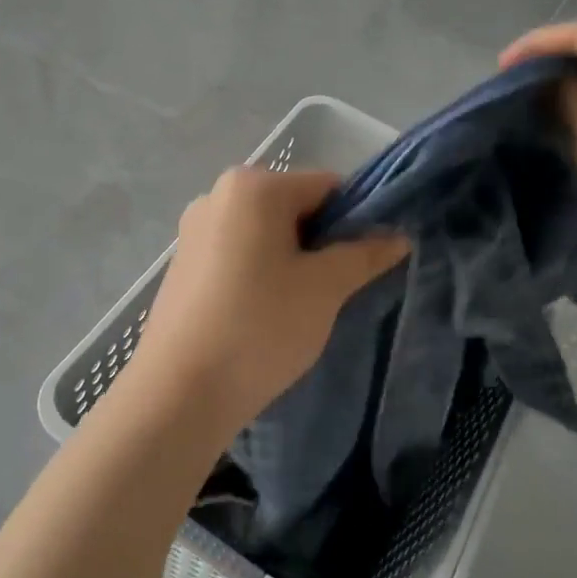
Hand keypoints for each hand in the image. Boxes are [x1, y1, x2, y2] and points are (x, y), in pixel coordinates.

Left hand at [133, 168, 407, 438]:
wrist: (179, 391)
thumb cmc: (260, 327)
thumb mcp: (325, 288)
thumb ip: (364, 254)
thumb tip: (397, 236)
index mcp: (253, 186)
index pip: (326, 186)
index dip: (357, 220)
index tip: (367, 261)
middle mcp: (218, 194)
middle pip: (293, 206)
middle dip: (322, 241)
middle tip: (336, 288)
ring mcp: (195, 229)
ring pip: (266, 234)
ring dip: (292, 260)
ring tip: (301, 306)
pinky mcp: (183, 263)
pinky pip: (238, 253)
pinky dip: (260, 272)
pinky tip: (265, 312)